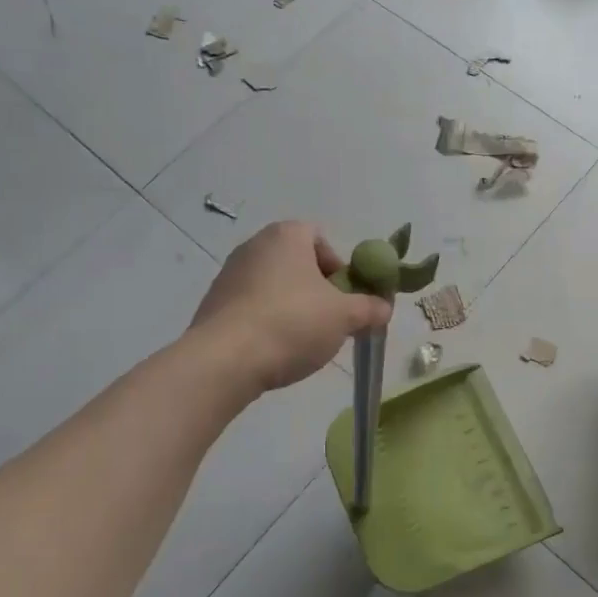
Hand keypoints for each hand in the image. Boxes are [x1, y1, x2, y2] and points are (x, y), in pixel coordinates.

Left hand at [190, 221, 391, 391]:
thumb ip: (369, 308)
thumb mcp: (345, 316)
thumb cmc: (292, 323)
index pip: (320, 238)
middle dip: (318, 290)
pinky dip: (267, 322)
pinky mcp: (214, 304)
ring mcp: (229, 274)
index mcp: (286, 236)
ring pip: (274, 286)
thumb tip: (384, 307)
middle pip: (297, 263)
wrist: (225, 360)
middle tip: (330, 320)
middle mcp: (254, 246)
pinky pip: (252, 307)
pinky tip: (274, 349)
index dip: (339, 266)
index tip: (346, 297)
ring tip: (303, 340)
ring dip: (292, 308)